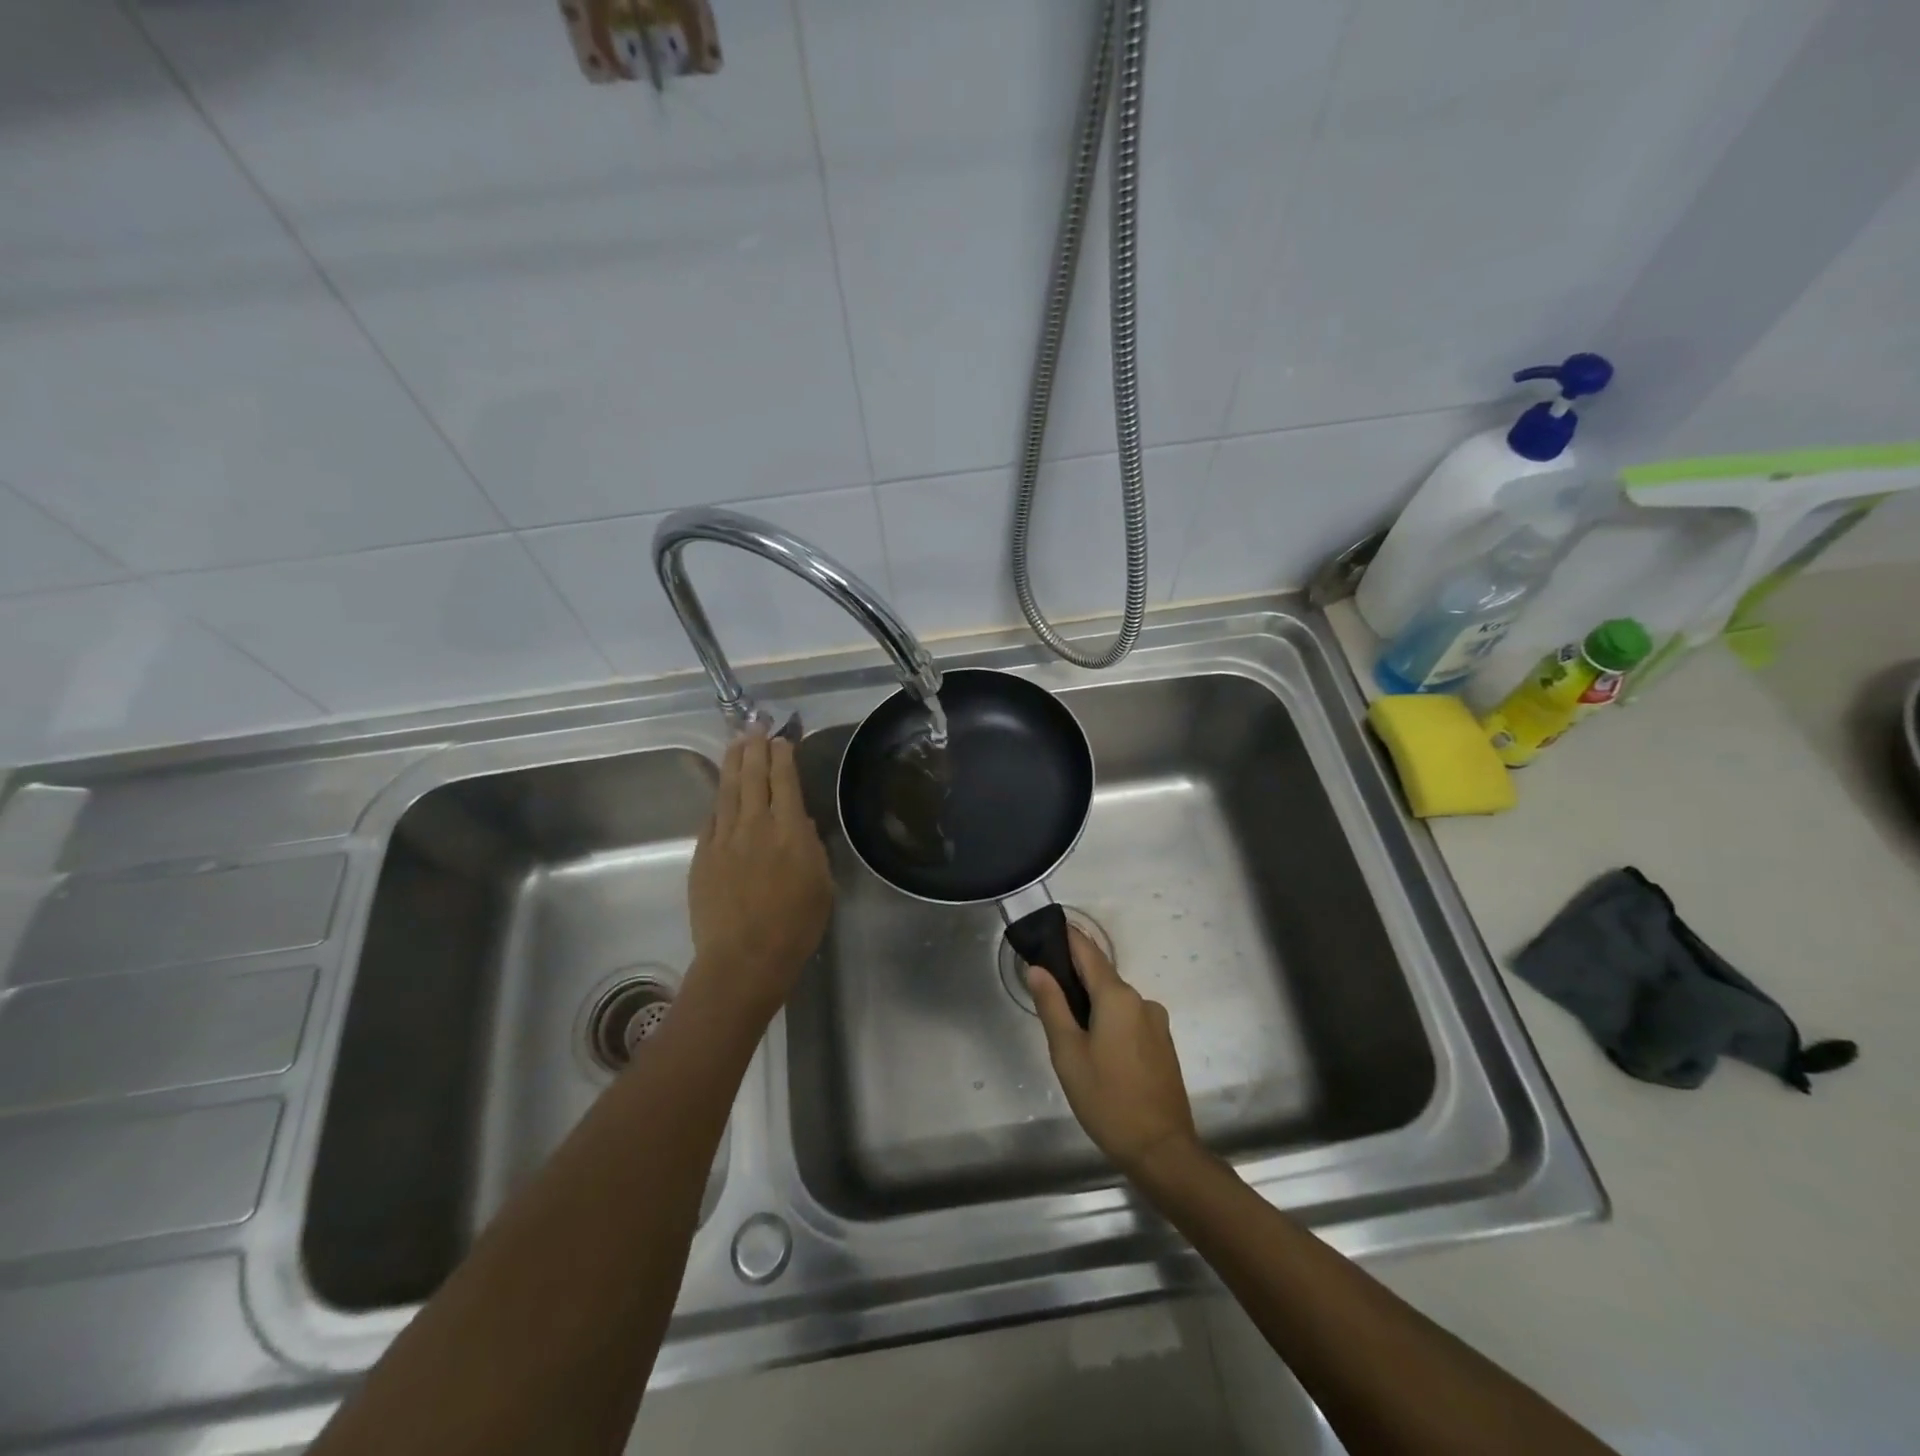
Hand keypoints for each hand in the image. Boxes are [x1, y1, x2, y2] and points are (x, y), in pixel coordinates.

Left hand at [686, 729, 832, 1022]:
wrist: (743, 959)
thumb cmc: (795, 926)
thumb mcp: (822, 885)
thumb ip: (812, 849)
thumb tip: (802, 824)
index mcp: (789, 830)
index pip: (785, 780)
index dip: (782, 756)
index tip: (781, 738)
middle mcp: (755, 824)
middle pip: (753, 776)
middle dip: (755, 747)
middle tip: (754, 725)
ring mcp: (724, 838)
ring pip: (728, 790)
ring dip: (733, 763)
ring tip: (735, 742)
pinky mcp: (703, 855)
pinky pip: (712, 817)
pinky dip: (719, 799)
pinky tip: (721, 791)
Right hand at [1028, 929, 1198, 1177]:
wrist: (1162, 1149)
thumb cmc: (1107, 1099)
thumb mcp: (1068, 1053)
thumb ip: (1052, 1006)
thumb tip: (1037, 968)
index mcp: (1117, 997)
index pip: (1087, 951)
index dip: (1066, 937)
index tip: (1044, 930)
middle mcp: (1141, 1000)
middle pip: (1101, 976)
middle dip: (1074, 976)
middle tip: (1044, 989)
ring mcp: (1156, 1022)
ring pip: (1115, 1000)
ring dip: (1092, 1004)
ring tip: (1067, 1028)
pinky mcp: (1162, 1044)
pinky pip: (1129, 1019)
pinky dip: (1109, 1021)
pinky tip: (1095, 1048)